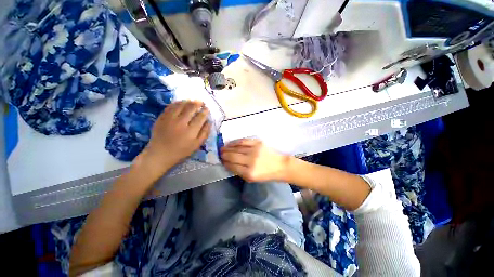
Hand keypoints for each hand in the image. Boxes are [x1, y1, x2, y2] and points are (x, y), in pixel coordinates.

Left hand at [136, 101, 210, 177]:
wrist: (160, 154)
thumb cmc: (181, 151)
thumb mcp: (197, 145)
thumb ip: (204, 133)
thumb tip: (209, 122)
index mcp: (191, 131)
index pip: (200, 117)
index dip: (205, 111)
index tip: (207, 109)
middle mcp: (181, 123)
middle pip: (191, 109)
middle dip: (198, 104)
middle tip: (201, 102)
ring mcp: (170, 119)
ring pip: (180, 105)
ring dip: (188, 101)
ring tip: (192, 101)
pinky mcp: (161, 118)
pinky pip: (170, 107)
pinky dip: (177, 103)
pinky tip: (181, 102)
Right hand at [221, 139, 289, 181]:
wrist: (280, 165)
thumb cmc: (266, 174)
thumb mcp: (252, 179)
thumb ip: (239, 172)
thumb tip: (228, 164)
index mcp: (249, 173)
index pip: (232, 166)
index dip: (225, 163)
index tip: (221, 160)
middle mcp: (251, 161)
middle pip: (233, 156)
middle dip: (224, 155)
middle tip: (220, 153)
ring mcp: (254, 150)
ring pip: (237, 148)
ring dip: (228, 148)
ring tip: (223, 148)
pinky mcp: (258, 143)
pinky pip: (243, 141)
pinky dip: (235, 142)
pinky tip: (231, 143)